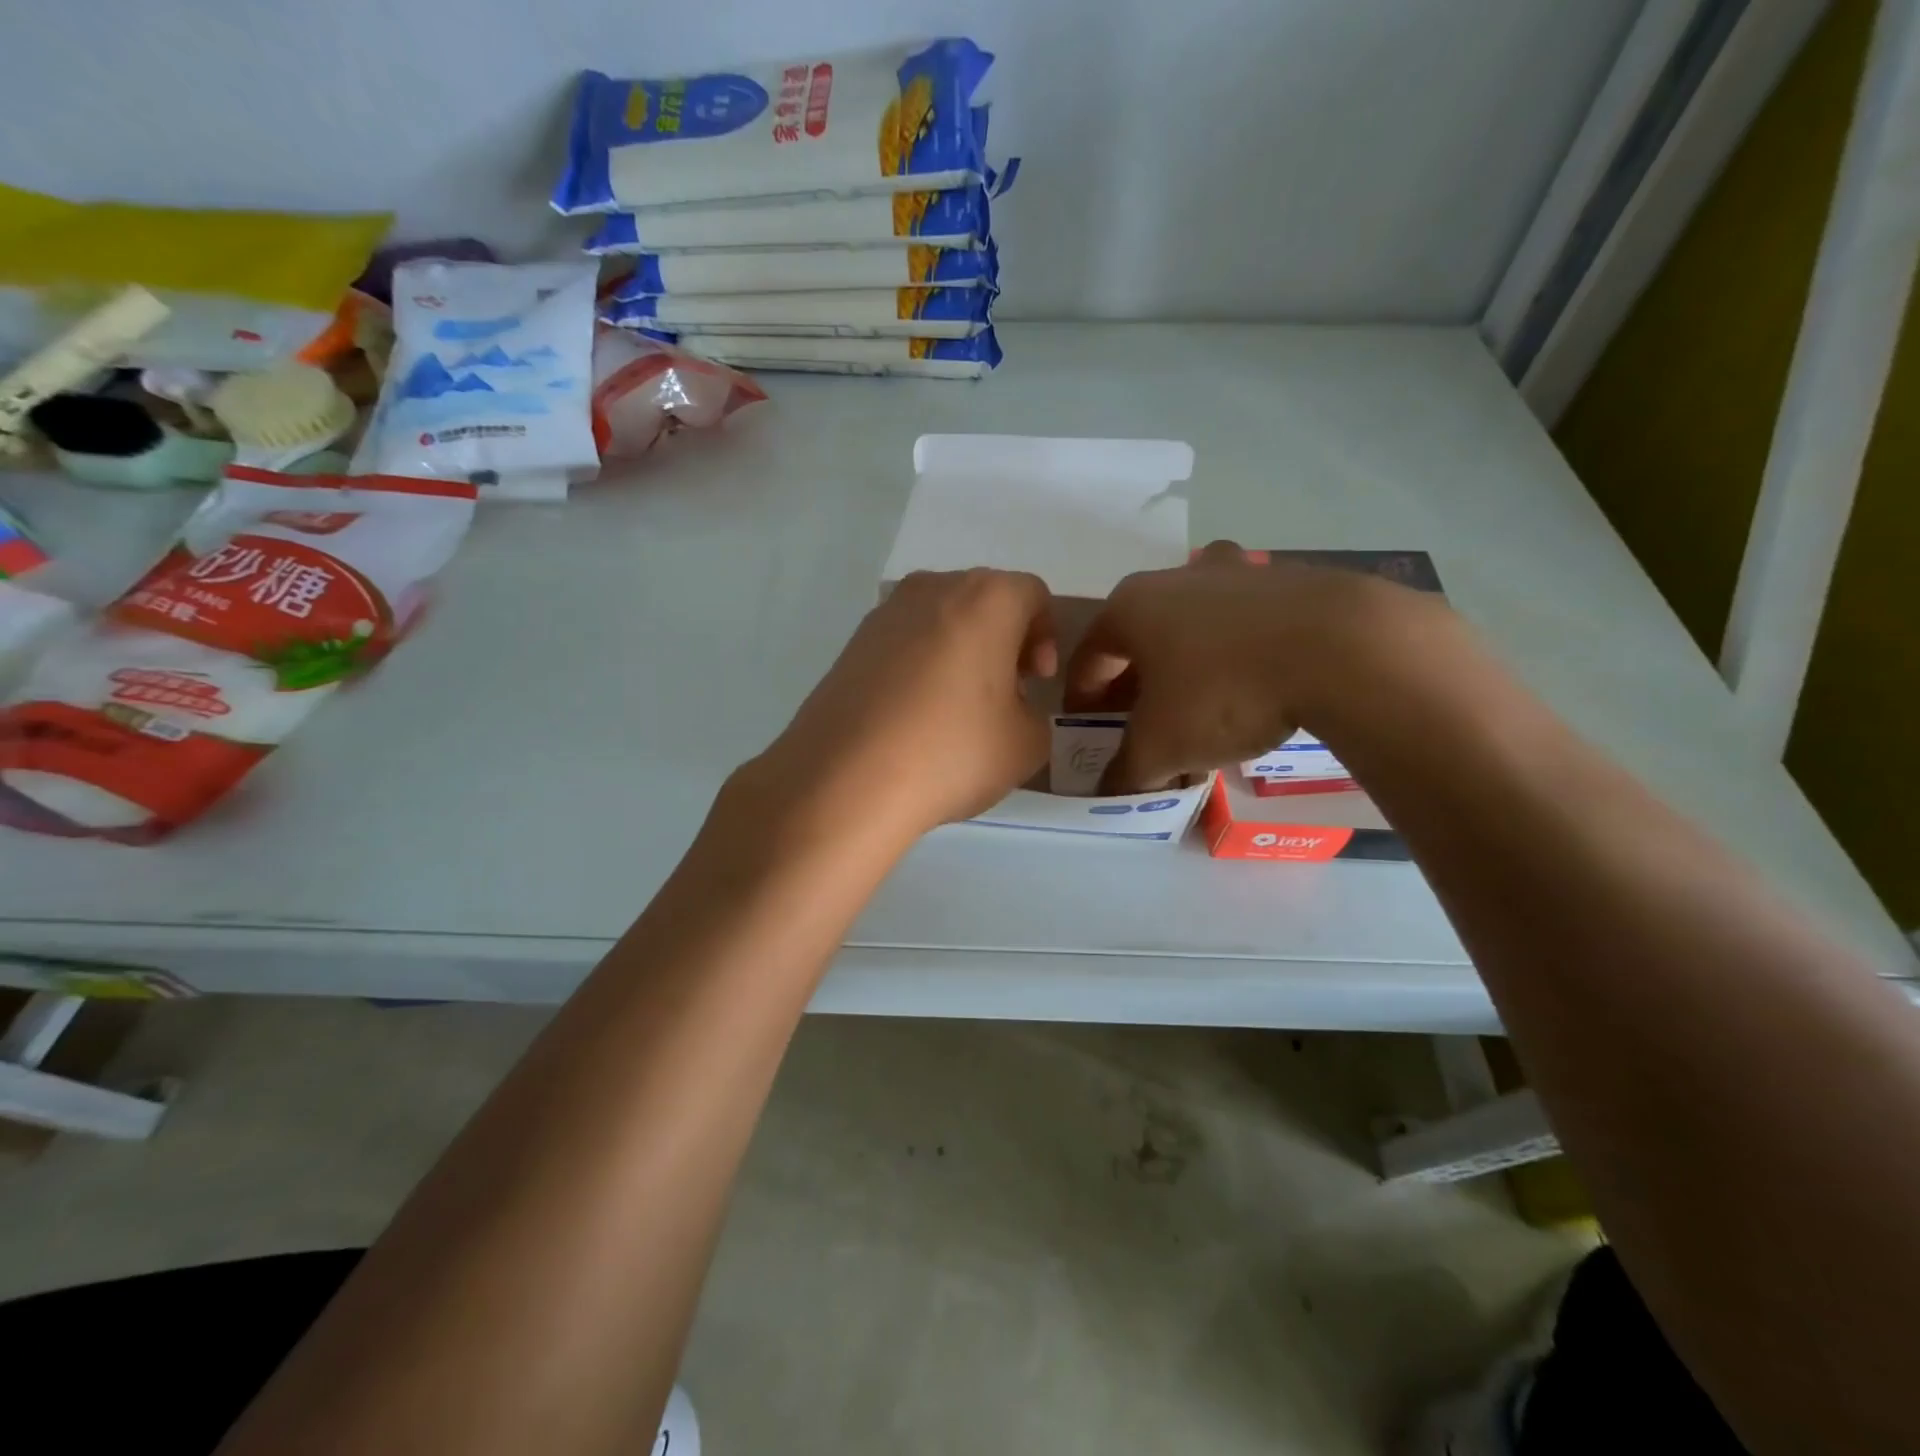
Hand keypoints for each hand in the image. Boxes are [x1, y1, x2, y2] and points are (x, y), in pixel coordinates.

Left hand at [748, 569, 1055, 844]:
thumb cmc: (950, 752)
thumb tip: (1012, 709)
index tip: (1036, 682)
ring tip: (955, 706)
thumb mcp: (1026, 745)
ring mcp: (885, 613)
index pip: (1033, 595)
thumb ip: (1035, 716)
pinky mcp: (851, 643)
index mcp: (986, 599)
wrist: (845, 779)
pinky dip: (920, 664)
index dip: (1045, 637)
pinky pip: (904, 641)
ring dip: (961, 649)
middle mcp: (934, 589)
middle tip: (1004, 693)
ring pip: (941, 618)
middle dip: (1004, 640)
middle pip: (985, 600)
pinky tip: (914, 714)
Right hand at [1064, 540, 1438, 791]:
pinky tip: (1256, 691)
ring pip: (1195, 627)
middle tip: (1142, 725)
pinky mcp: (1290, 581)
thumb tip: (1112, 792)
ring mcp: (1237, 573)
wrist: (1343, 648)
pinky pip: (1246, 625)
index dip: (1082, 697)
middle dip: (1135, 684)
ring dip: (1187, 667)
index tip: (1087, 729)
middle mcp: (1177, 579)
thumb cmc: (1224, 692)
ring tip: (1201, 711)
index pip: (1090, 656)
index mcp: (1132, 607)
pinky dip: (1237, 656)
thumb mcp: (1162, 746)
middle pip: (1141, 638)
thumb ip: (1127, 771)